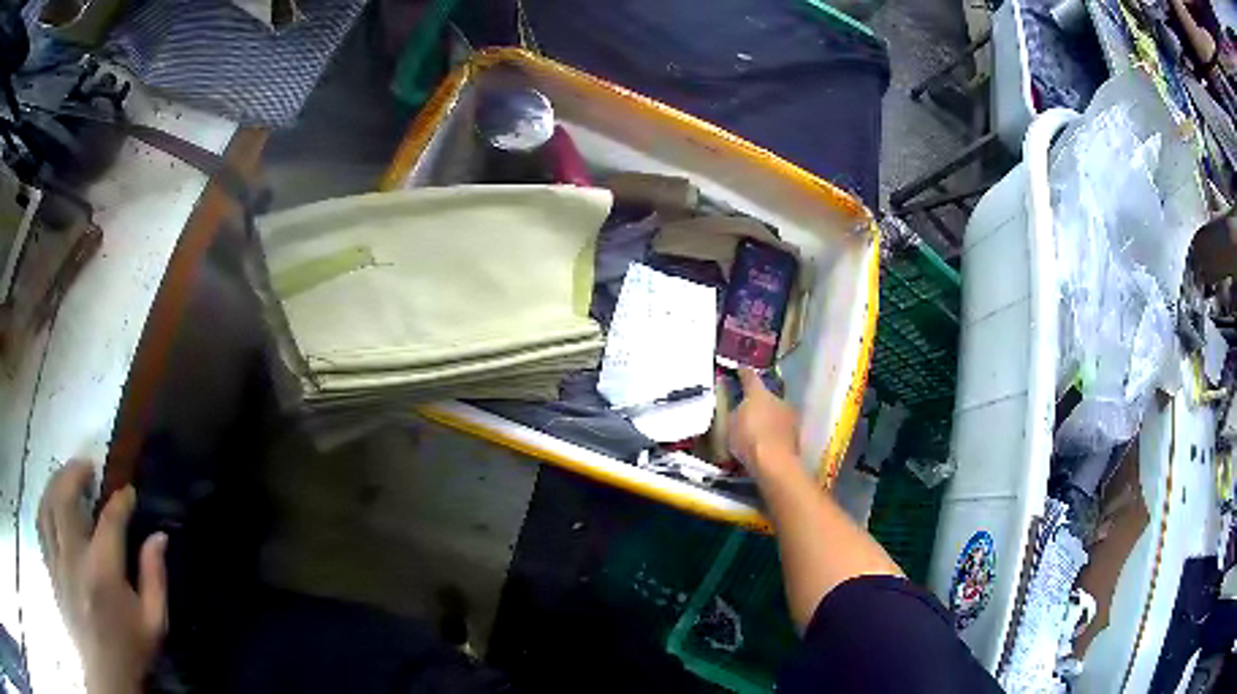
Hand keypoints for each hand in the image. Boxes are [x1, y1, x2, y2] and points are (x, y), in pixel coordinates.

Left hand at [38, 461, 167, 693]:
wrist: (104, 675)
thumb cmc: (129, 651)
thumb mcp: (152, 624)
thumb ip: (155, 578)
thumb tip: (159, 537)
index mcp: (103, 570)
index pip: (111, 519)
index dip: (121, 500)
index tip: (129, 493)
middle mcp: (74, 555)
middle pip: (65, 495)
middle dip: (75, 472)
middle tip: (87, 467)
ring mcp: (57, 559)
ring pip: (47, 503)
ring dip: (56, 483)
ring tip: (66, 479)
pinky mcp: (50, 566)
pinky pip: (40, 523)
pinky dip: (44, 505)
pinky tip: (51, 505)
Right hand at [728, 368, 800, 476]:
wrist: (774, 462)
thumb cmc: (748, 439)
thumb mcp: (730, 425)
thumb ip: (733, 411)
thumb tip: (736, 404)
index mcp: (758, 392)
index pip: (749, 376)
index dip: (742, 372)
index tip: (738, 370)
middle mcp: (777, 398)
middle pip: (765, 394)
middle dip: (757, 400)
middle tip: (746, 408)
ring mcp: (789, 414)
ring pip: (775, 410)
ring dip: (768, 415)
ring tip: (757, 427)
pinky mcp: (796, 431)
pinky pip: (780, 426)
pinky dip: (774, 430)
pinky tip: (767, 440)